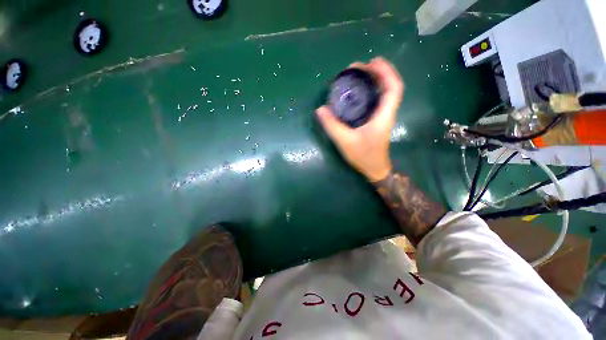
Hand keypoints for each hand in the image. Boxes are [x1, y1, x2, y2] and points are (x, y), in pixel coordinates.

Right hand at [316, 57, 403, 181]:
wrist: (375, 169)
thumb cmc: (364, 156)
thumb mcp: (346, 142)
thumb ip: (333, 126)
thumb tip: (320, 110)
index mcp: (384, 115)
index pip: (394, 87)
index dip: (386, 71)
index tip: (372, 62)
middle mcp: (386, 113)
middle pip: (390, 86)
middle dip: (377, 72)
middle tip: (357, 68)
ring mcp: (382, 117)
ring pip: (384, 92)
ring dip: (374, 81)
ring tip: (357, 75)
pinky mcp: (377, 121)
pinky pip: (377, 100)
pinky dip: (370, 91)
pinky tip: (357, 92)